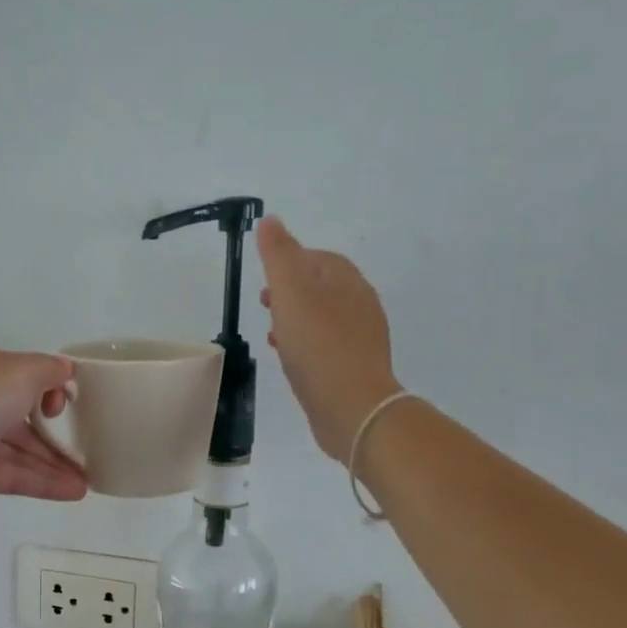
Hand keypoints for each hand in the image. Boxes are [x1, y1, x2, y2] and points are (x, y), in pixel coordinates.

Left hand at [0, 343, 88, 512]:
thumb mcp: (17, 372)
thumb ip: (48, 371)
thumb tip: (66, 370)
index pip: (28, 375)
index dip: (55, 391)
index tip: (71, 408)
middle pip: (27, 416)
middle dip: (61, 435)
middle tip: (94, 453)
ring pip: (21, 450)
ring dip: (55, 464)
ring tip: (89, 483)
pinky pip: (11, 474)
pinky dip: (40, 482)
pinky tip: (71, 492)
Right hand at [256, 216, 400, 462]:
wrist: (351, 407)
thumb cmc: (318, 345)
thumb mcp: (290, 292)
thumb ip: (279, 255)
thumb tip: (271, 220)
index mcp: (348, 281)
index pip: (320, 259)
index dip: (292, 261)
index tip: (265, 275)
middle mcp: (361, 305)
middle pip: (324, 288)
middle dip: (293, 291)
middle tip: (264, 302)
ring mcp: (362, 339)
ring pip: (325, 319)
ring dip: (298, 320)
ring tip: (273, 333)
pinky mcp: (355, 368)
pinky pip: (327, 346)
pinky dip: (306, 344)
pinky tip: (291, 360)